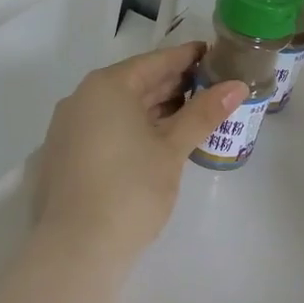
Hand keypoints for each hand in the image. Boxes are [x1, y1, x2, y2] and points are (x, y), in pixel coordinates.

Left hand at [35, 43, 247, 263]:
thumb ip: (203, 114)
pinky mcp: (67, 155)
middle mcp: (82, 99)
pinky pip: (107, 128)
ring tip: (194, 112)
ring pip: (120, 108)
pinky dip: (135, 128)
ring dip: (156, 108)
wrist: (77, 247)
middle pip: (136, 82)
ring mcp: (69, 128)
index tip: (214, 54)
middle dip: (174, 84)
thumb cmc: (131, 189)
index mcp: (107, 87)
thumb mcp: (172, 149)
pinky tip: (161, 139)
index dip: (187, 57)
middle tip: (212, 85)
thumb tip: (236, 87)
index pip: (155, 61)